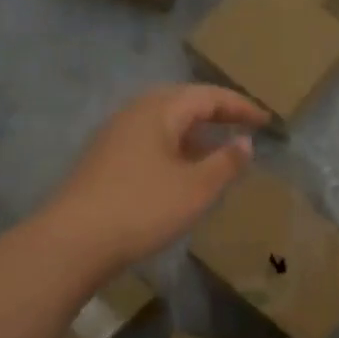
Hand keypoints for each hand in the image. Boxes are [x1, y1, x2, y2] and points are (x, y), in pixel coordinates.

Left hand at [41, 85, 267, 275]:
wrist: (72, 241)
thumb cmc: (142, 208)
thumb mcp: (196, 188)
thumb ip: (226, 162)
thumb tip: (245, 141)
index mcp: (159, 110)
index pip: (208, 96)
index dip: (240, 106)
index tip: (266, 120)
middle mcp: (134, 113)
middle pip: (182, 101)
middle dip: (215, 112)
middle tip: (243, 125)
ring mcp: (114, 135)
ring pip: (163, 122)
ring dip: (194, 131)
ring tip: (217, 149)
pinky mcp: (104, 159)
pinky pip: (149, 140)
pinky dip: (174, 147)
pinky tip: (181, 170)